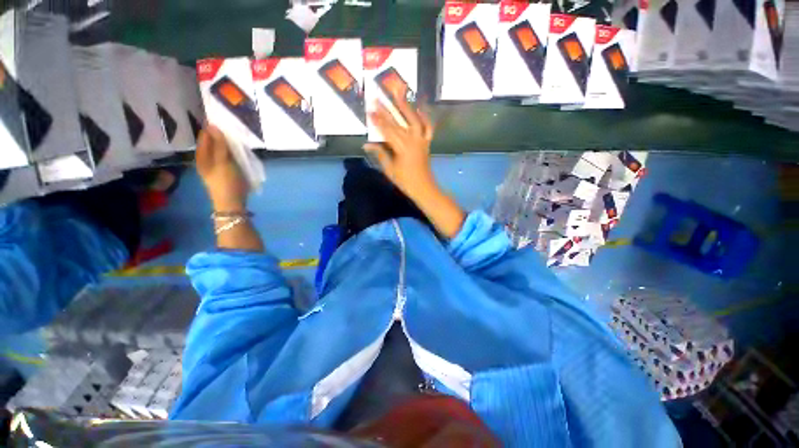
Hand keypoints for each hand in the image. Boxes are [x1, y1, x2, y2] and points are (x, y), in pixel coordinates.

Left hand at [196, 125, 247, 211]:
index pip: (205, 135)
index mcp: (202, 156)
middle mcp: (205, 159)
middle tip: (234, 130)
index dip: (213, 128)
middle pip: (212, 142)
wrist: (232, 204)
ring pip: (220, 150)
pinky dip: (231, 152)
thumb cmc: (227, 182)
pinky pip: (226, 157)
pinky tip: (239, 152)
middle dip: (221, 135)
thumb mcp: (224, 162)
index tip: (226, 121)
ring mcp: (215, 166)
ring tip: (238, 139)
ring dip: (227, 144)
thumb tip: (214, 126)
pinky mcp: (224, 172)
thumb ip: (219, 145)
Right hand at [363, 92, 435, 200]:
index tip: (369, 110)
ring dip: (406, 106)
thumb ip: (380, 154)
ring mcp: (421, 140)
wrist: (423, 188)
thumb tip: (367, 144)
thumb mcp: (389, 169)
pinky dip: (425, 118)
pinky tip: (420, 108)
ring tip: (399, 92)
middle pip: (397, 123)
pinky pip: (428, 128)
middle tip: (377, 98)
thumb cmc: (405, 181)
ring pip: (413, 120)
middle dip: (386, 110)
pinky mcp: (427, 143)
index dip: (377, 121)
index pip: (387, 131)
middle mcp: (412, 140)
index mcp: (401, 148)